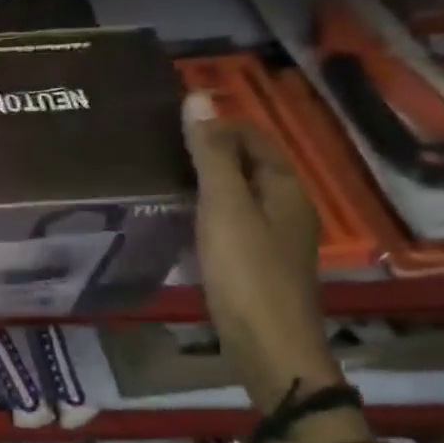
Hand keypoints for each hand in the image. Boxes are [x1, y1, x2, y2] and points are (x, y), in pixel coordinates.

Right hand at [182, 92, 341, 412]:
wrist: (269, 346)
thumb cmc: (247, 272)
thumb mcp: (225, 207)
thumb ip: (210, 154)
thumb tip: (197, 96)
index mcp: (284, 188)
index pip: (253, 137)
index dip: (217, 124)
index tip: (170, 120)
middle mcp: (286, 207)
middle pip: (248, 164)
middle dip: (210, 150)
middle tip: (158, 144)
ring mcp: (274, 237)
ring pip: (239, 193)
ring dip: (207, 180)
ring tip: (161, 174)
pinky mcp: (257, 263)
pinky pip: (232, 220)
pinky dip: (208, 208)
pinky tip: (180, 216)